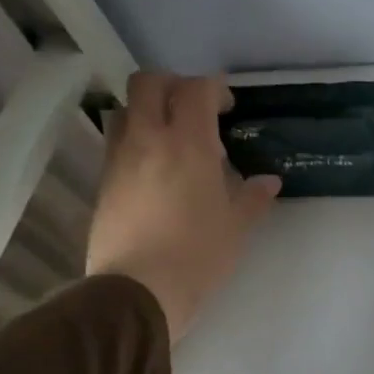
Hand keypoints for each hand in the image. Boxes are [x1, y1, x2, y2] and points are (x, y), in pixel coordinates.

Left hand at [84, 72, 280, 341]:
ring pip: (126, 110)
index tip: (228, 106)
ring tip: (175, 139)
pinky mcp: (105, 181)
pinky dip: (138, 140)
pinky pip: (119, 142)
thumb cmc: (198, 254)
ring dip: (150, 111)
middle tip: (197, 110)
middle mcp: (148, 140)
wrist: (138, 289)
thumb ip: (253, 197)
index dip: (214, 88)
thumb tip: (268, 181)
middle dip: (174, 86)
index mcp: (188, 144)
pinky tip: (159, 170)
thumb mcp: (236, 226)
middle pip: (148, 84)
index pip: (195, 90)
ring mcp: (120, 159)